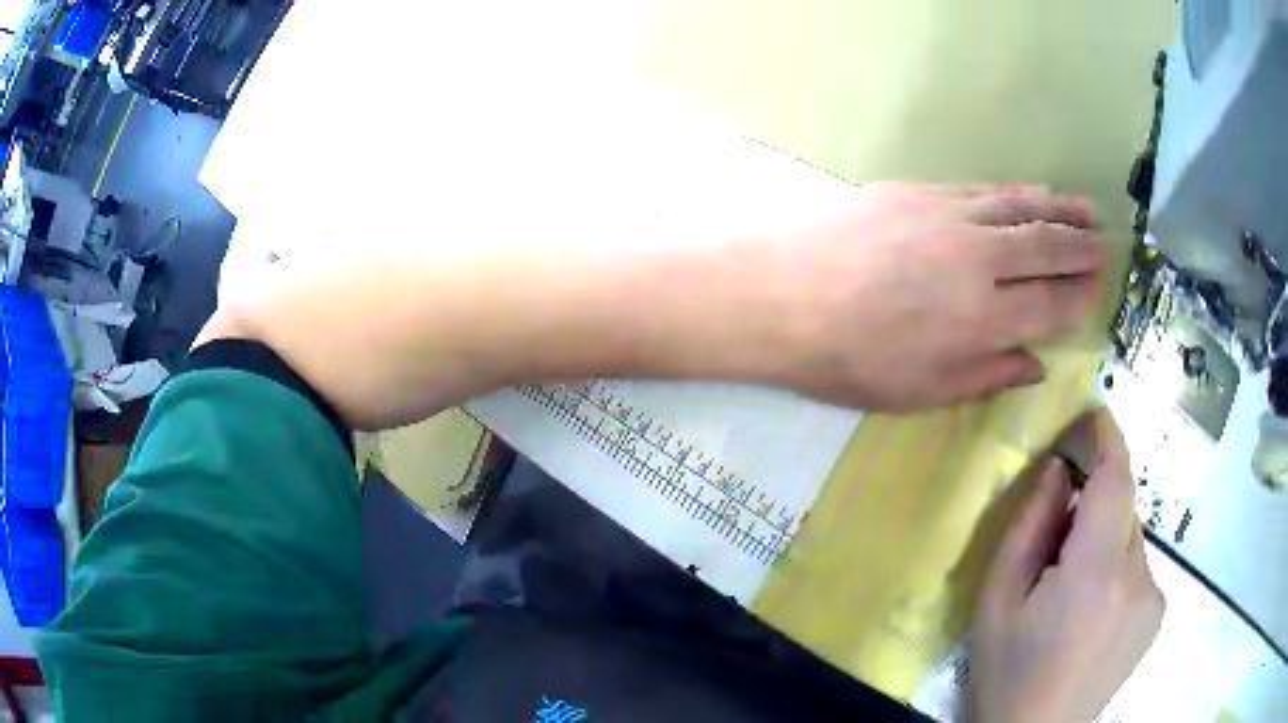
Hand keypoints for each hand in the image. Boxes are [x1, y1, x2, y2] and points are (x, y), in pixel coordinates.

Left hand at [761, 182, 1108, 410]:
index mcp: (982, 321)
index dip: (1080, 297)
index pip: (1052, 305)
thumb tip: (1035, 363)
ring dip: (1060, 209)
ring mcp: (951, 217)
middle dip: (1083, 248)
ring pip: (1022, 209)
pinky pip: (983, 190)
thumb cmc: (847, 359)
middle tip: (1107, 245)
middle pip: (1047, 250)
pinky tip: (1031, 192)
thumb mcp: (920, 392)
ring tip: (1087, 209)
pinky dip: (1015, 192)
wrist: (780, 295)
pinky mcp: (922, 191)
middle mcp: (979, 262)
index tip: (1098, 291)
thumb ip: (986, 377)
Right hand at [968, 410, 1164, 722]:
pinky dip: (1117, 569)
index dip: (1108, 438)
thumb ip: (1029, 529)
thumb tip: (1059, 473)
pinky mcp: (1157, 615)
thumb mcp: (997, 601)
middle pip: (1123, 510)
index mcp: (1096, 573)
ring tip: (1070, 592)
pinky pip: (1139, 567)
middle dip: (1094, 509)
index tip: (1095, 413)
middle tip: (1056, 546)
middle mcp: (1139, 578)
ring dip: (1104, 544)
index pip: (1117, 481)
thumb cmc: (1007, 671)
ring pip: (1131, 539)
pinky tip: (1091, 613)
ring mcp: (1153, 598)